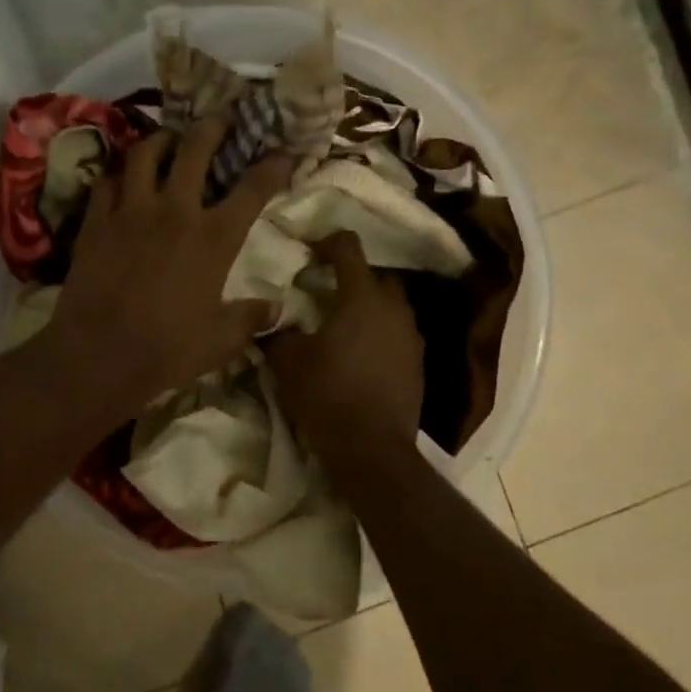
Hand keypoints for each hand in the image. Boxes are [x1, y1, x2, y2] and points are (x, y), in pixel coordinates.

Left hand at [45, 119, 293, 412]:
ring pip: (145, 152)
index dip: (274, 165)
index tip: (284, 153)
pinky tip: (123, 180)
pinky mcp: (95, 221)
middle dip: (213, 126)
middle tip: (220, 120)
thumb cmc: (167, 349)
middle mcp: (175, 210)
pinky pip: (107, 181)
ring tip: (169, 139)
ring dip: (162, 139)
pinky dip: (119, 175)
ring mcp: (130, 211)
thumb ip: (251, 318)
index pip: (253, 188)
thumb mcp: (221, 340)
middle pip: (195, 148)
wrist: (99, 355)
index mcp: (214, 237)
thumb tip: (276, 308)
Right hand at [263, 231, 423, 463]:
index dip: (326, 242)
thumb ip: (278, 333)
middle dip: (352, 277)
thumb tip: (272, 322)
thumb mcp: (288, 362)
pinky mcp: (418, 363)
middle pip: (375, 275)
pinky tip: (359, 355)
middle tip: (324, 291)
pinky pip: (397, 334)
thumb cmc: (327, 395)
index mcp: (362, 296)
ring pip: (390, 305)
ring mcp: (411, 335)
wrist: (372, 449)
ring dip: (368, 307)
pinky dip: (379, 334)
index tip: (309, 253)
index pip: (348, 247)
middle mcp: (394, 308)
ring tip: (342, 325)